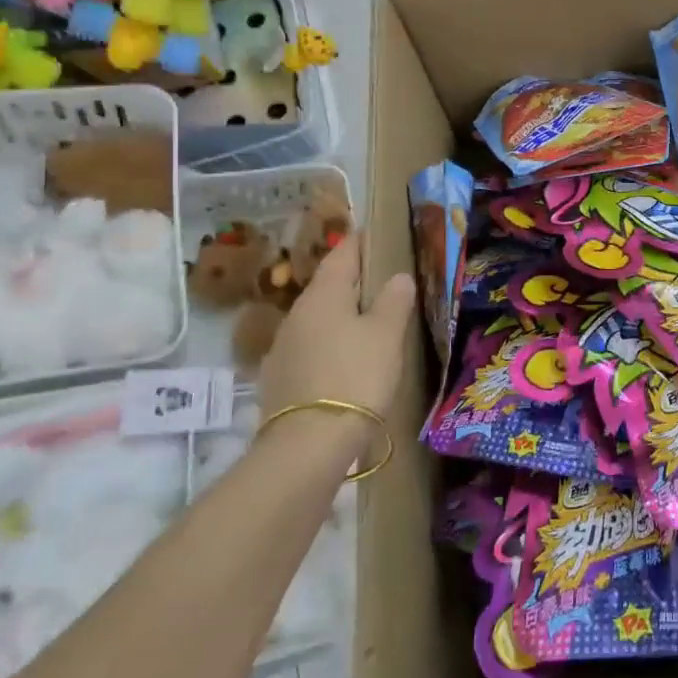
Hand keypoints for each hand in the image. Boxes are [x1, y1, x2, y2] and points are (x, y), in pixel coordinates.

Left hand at [258, 233, 414, 424]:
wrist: (308, 443)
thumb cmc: (355, 375)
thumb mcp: (386, 334)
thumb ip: (394, 300)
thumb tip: (397, 277)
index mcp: (323, 295)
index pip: (341, 255)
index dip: (359, 242)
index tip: (373, 234)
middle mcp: (297, 314)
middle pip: (326, 287)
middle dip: (351, 281)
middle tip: (379, 281)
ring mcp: (283, 348)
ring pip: (317, 319)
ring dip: (339, 315)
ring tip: (366, 322)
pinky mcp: (280, 379)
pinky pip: (310, 348)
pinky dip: (329, 344)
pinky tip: (344, 359)